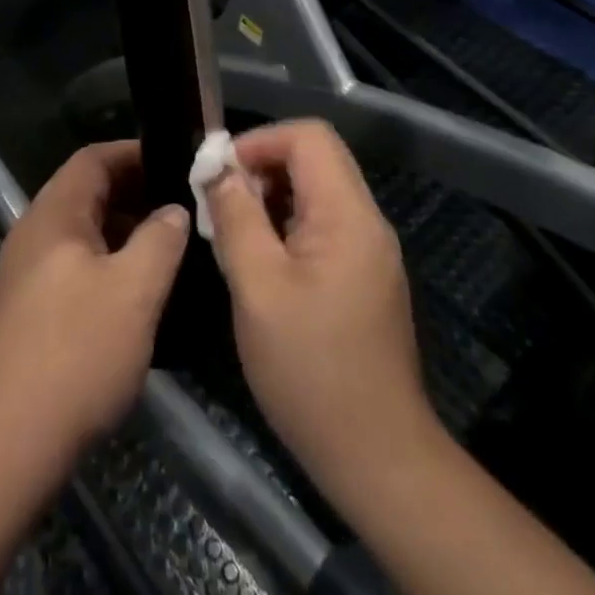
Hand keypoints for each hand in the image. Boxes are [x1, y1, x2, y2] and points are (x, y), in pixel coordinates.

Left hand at [0, 140, 190, 471]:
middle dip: (133, 195)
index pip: (92, 158)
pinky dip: (103, 264)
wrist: (10, 439)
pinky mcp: (23, 310)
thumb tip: (173, 211)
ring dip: (120, 233)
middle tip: (179, 210)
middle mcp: (31, 232)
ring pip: (79, 233)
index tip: (174, 163)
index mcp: (53, 214)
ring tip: (164, 252)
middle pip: (85, 194)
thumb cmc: (78, 351)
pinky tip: (131, 296)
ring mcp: (22, 272)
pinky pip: (70, 266)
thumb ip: (160, 240)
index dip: (133, 153)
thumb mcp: (135, 291)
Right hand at [202, 121, 441, 508]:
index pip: (308, 136)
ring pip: (315, 191)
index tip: (220, 174)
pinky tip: (259, 262)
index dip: (259, 141)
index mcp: (348, 215)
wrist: (376, 458)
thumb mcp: (257, 288)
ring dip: (269, 198)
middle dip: (260, 168)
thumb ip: (236, 218)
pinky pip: (320, 225)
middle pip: (313, 159)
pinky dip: (284, 225)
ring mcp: (368, 251)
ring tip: (233, 233)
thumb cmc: (310, 370)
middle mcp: (366, 222)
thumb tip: (218, 169)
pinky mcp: (363, 277)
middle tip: (220, 205)